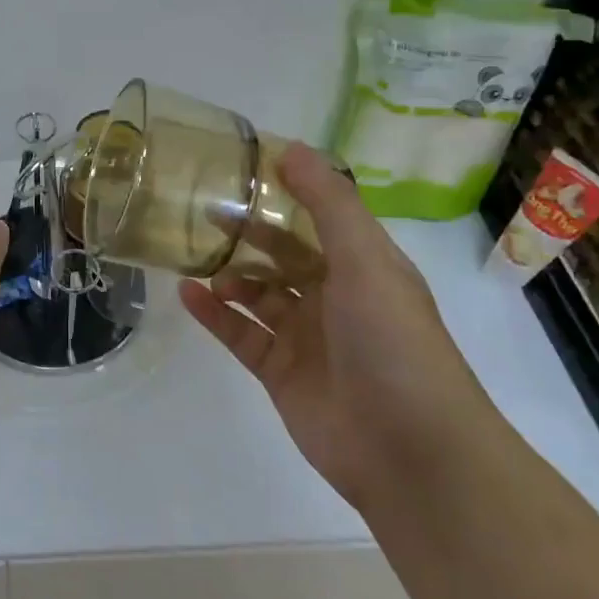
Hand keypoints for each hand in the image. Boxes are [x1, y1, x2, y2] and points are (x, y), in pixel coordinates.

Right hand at [178, 142, 500, 506]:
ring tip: (199, 260)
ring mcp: (305, 337)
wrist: (411, 451)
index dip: (285, 193)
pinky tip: (187, 293)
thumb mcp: (366, 259)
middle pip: (282, 255)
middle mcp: (334, 297)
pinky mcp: (279, 372)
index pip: (319, 218)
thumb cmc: (393, 341)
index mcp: (362, 266)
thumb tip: (291, 148)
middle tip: (205, 213)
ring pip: (257, 293)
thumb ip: (328, 203)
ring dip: (229, 273)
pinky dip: (214, 313)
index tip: (242, 169)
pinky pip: (239, 333)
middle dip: (248, 233)